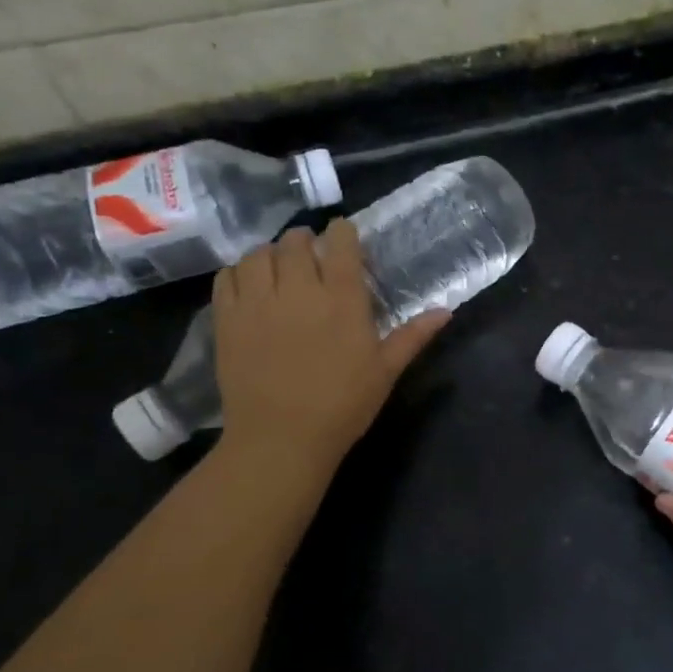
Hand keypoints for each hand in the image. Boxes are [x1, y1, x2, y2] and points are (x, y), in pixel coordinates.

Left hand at [210, 218, 447, 471]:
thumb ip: (413, 336)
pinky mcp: (227, 320)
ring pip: (258, 254)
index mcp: (343, 300)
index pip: (341, 244)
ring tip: (277, 266)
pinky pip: (226, 277)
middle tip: (310, 253)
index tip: (343, 235)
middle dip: (304, 240)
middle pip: (295, 242)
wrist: (281, 439)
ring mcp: (258, 303)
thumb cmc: (343, 406)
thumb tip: (446, 311)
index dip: (342, 232)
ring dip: (270, 252)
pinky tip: (248, 285)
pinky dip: (238, 272)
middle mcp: (299, 291)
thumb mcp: (385, 371)